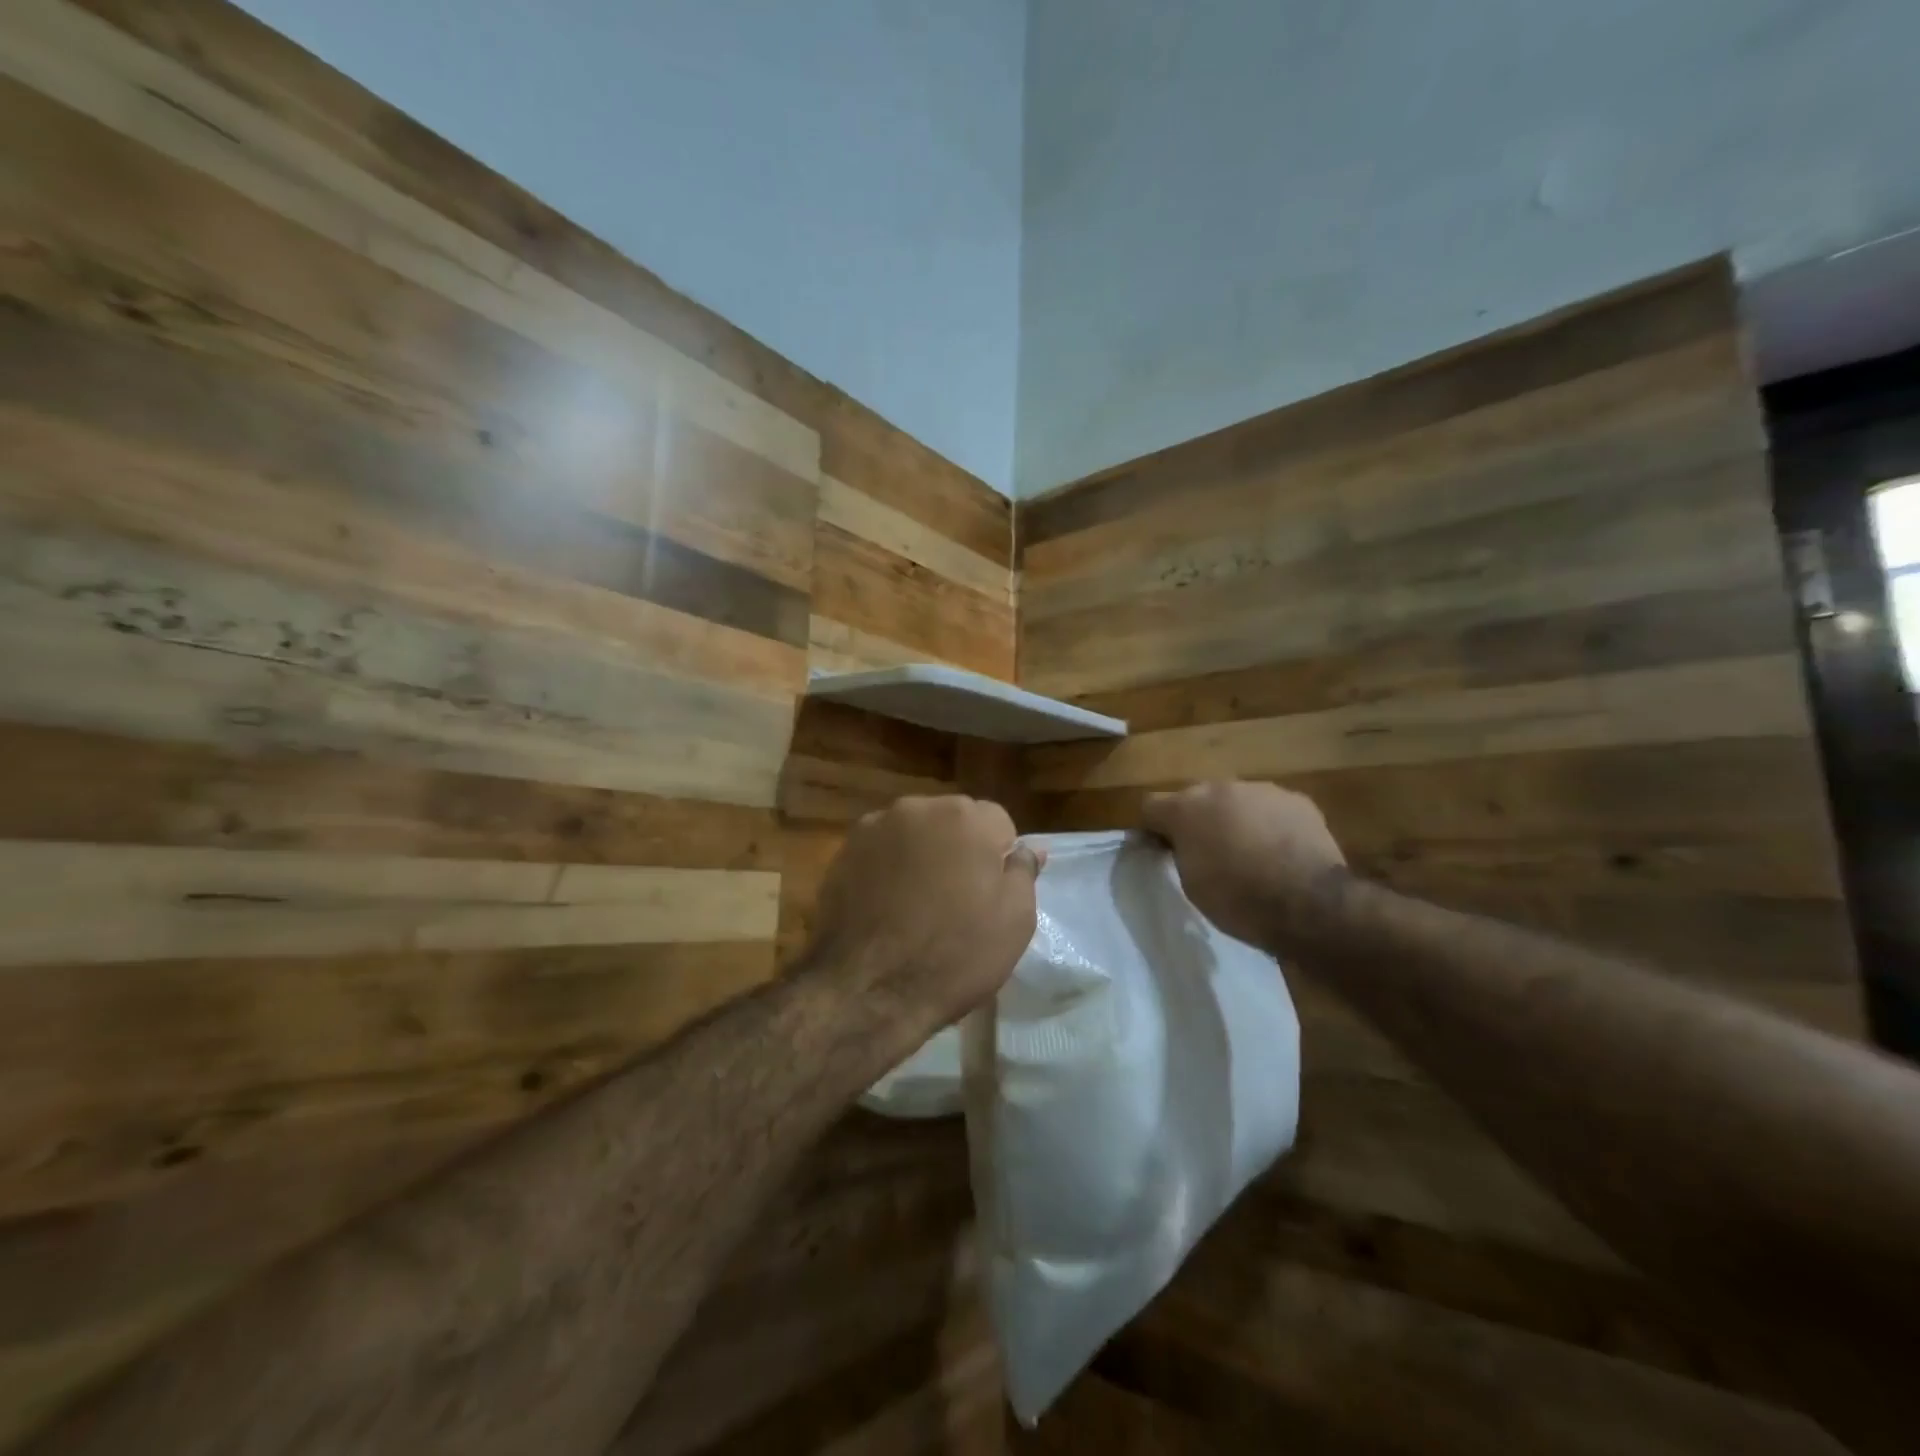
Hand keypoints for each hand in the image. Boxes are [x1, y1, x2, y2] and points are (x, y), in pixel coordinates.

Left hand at [805, 796, 1044, 1050]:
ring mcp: (876, 826)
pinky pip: (882, 850)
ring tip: (917, 904)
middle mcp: (920, 808)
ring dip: (922, 855)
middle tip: (956, 899)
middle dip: (959, 849)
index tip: (990, 894)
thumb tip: (1030, 848)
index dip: (998, 858)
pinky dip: (889, 867)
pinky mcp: (844, 850)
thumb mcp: (1014, 921)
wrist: (868, 989)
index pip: (999, 823)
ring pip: (915, 833)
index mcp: (968, 818)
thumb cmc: (955, 956)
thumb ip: (1023, 872)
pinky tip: (887, 905)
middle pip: (954, 821)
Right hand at [1142, 781, 1346, 952]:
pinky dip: (1269, 825)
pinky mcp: (1297, 800)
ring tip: (1251, 854)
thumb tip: (1182, 844)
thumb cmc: (1239, 901)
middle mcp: (1220, 788)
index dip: (1153, 828)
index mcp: (1186, 809)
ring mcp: (1261, 790)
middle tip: (1208, 854)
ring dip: (1235, 820)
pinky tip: (1281, 853)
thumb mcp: (1192, 884)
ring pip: (1236, 801)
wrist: (1311, 905)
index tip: (1162, 850)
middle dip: (1198, 821)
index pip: (1151, 806)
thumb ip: (1182, 853)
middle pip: (1196, 799)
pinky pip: (1270, 809)